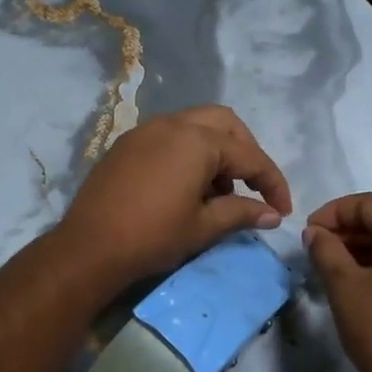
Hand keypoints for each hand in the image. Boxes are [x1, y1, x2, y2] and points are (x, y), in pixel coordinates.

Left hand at [57, 106, 292, 289]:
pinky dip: (189, 154)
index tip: (282, 210)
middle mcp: (173, 124)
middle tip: (252, 186)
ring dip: (216, 152)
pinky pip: (170, 137)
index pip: (250, 156)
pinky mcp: (127, 144)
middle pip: (224, 124)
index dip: (272, 183)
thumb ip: (242, 213)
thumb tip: (272, 214)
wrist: (88, 247)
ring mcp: (146, 130)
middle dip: (246, 152)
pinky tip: (188, 188)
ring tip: (219, 193)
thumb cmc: (153, 236)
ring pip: (195, 126)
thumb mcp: (203, 227)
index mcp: (197, 140)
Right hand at [305, 193, 371, 371]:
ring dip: (370, 248)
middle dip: (352, 231)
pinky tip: (366, 279)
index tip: (307, 231)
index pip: (371, 205)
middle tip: (320, 247)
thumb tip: (315, 232)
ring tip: (337, 264)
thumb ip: (325, 249)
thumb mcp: (345, 286)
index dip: (334, 214)